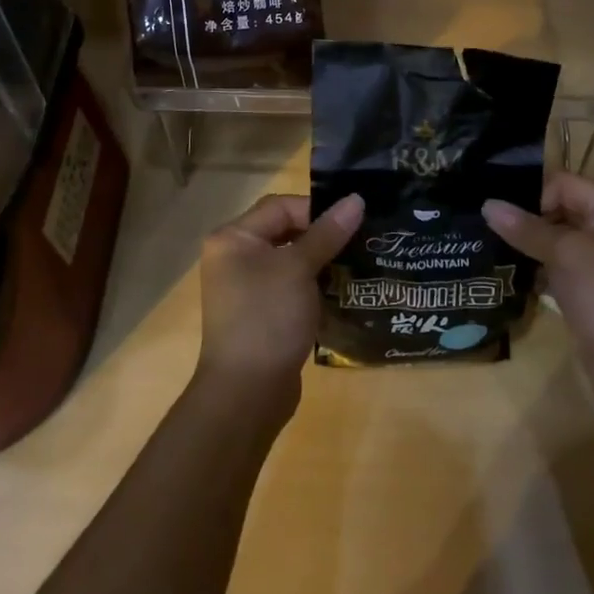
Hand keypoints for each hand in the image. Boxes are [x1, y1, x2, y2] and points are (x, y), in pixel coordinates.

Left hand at [196, 193, 362, 408]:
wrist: (246, 395)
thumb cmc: (267, 319)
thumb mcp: (299, 270)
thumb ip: (327, 233)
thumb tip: (356, 199)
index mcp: (234, 238)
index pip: (281, 207)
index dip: (317, 211)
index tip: (351, 223)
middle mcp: (235, 257)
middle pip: (285, 231)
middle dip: (322, 236)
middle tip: (360, 240)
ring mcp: (247, 287)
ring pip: (291, 260)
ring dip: (322, 262)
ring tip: (358, 264)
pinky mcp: (262, 313)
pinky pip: (291, 286)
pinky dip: (314, 286)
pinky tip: (342, 292)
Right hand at [485, 172, 593, 409]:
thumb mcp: (567, 255)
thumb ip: (526, 228)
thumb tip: (487, 204)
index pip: (563, 184)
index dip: (531, 195)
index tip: (497, 213)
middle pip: (559, 208)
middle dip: (525, 219)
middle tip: (484, 226)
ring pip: (556, 240)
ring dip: (527, 245)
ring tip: (488, 247)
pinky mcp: (593, 289)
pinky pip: (559, 266)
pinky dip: (538, 268)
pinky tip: (509, 273)